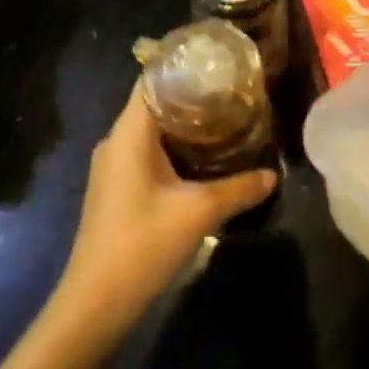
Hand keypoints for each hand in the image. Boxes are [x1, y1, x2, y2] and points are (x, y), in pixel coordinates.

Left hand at [52, 81, 275, 348]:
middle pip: (155, 102)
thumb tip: (274, 174)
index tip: (218, 64)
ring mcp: (112, 165)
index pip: (153, 80)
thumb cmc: (142, 244)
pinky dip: (173, 146)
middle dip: (192, 96)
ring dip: (183, 125)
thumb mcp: (198, 212)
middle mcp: (116, 140)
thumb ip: (238, 189)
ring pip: (151, 129)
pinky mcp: (115, 188)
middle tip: (232, 92)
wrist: (94, 304)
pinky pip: (145, 151)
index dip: (184, 67)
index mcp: (129, 132)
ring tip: (224, 119)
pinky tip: (201, 158)